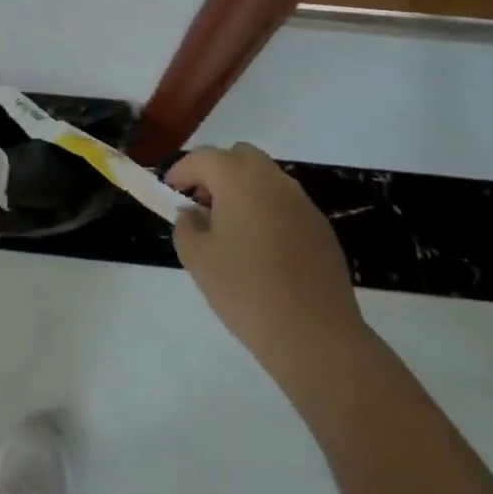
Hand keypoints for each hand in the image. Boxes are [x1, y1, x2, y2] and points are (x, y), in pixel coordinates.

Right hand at [169, 143, 368, 383]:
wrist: (316, 337)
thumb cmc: (247, 292)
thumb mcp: (198, 260)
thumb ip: (186, 227)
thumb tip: (193, 214)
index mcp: (239, 180)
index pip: (203, 157)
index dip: (181, 171)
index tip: (171, 194)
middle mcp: (273, 180)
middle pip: (239, 156)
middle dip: (216, 173)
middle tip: (203, 206)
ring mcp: (302, 202)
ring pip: (266, 178)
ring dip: (244, 190)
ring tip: (232, 230)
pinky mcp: (321, 227)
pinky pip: (286, 204)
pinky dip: (268, 211)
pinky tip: (263, 251)